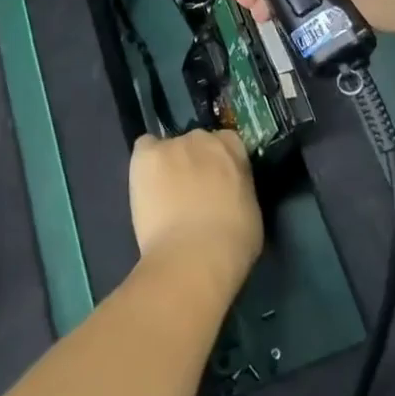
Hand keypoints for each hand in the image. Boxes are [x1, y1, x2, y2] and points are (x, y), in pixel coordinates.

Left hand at [129, 128, 261, 296]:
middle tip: (190, 192)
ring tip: (164, 197)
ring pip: (168, 149)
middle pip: (196, 143)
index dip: (220, 163)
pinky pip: (144, 148)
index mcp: (233, 149)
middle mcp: (203, 138)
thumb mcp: (250, 210)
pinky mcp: (146, 156)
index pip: (227, 143)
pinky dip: (145, 163)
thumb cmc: (232, 242)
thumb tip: (229, 193)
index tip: (217, 182)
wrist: (194, 257)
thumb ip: (238, 190)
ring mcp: (173, 145)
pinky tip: (146, 185)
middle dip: (194, 162)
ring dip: (169, 166)